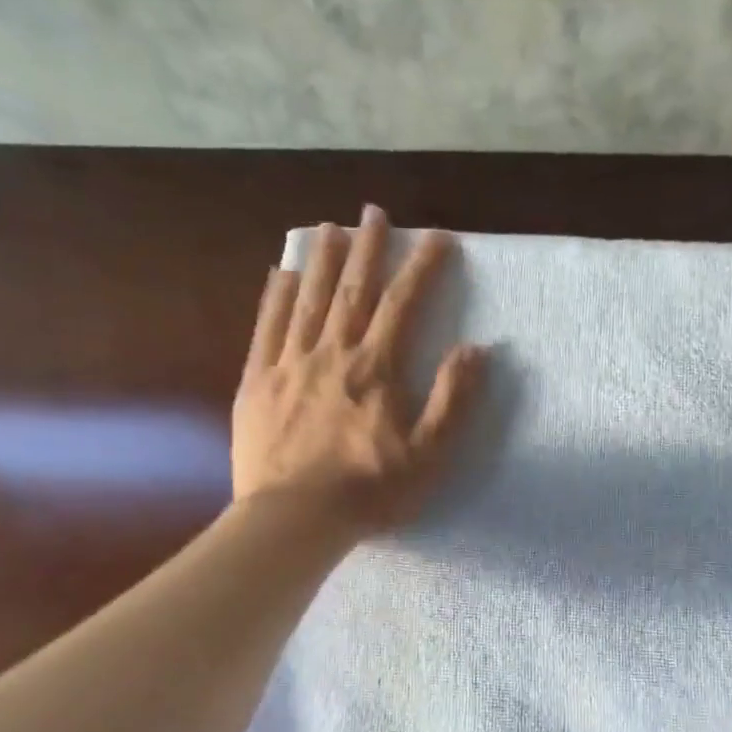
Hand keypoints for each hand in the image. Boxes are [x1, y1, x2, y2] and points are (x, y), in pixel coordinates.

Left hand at [232, 205, 485, 539]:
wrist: (294, 520)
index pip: (403, 305)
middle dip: (367, 248)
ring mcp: (288, 364)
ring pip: (308, 300)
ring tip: (329, 227)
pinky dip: (275, 297)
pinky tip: (281, 274)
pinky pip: (266, 329)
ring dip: (321, 260)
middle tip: (374, 211)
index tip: (437, 237)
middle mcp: (332, 353)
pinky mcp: (256, 383)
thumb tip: (474, 349)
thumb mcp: (428, 454)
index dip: (422, 267)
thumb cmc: (369, 491)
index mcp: (375, 369)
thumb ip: (452, 399)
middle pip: (352, 290)